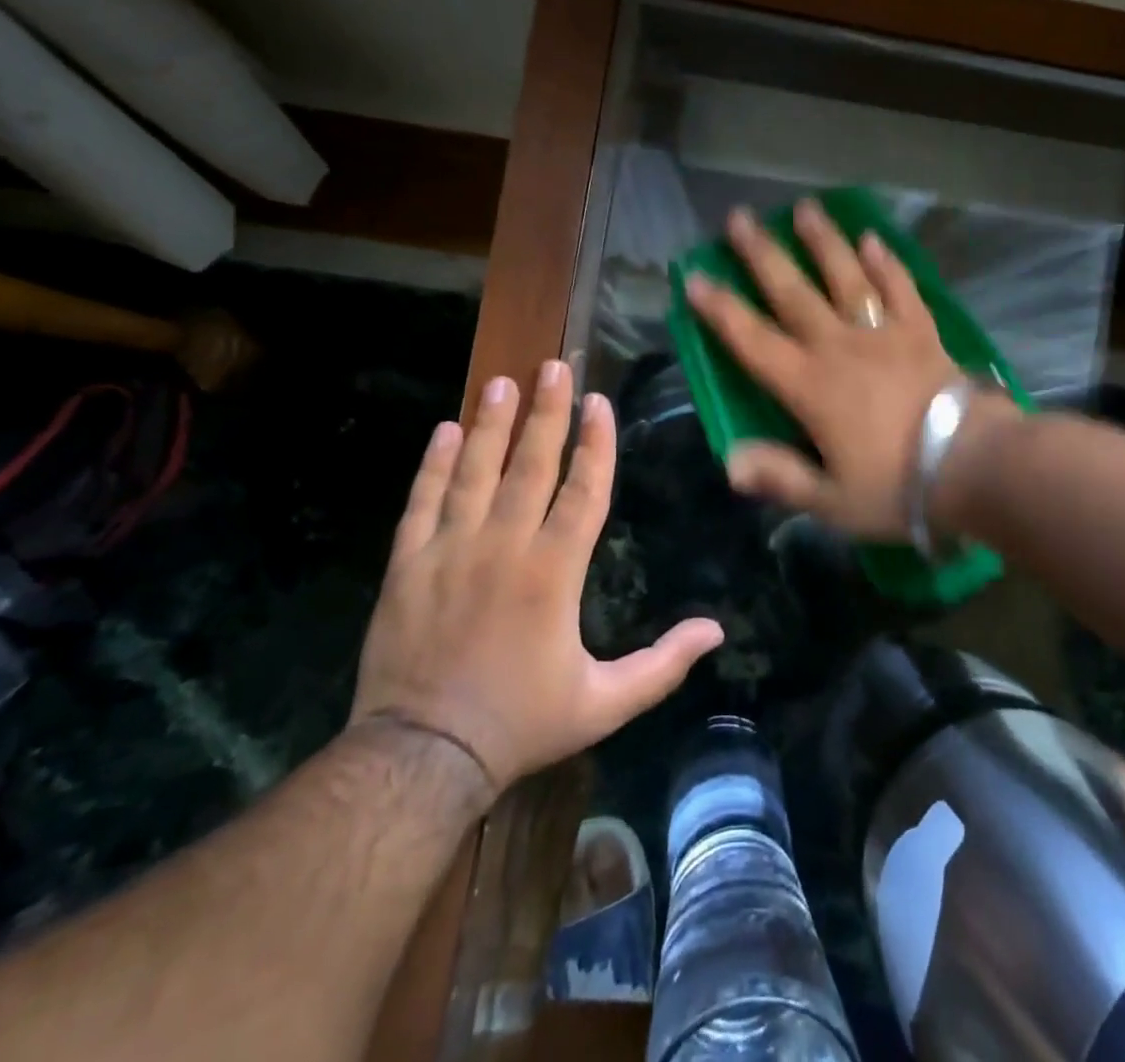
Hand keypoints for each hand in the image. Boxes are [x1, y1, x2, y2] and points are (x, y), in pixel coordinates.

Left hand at [350, 361, 723, 803]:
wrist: (421, 758)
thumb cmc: (521, 724)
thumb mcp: (604, 704)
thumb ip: (662, 665)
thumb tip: (717, 632)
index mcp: (554, 572)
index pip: (583, 490)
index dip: (596, 443)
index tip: (600, 401)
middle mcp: (504, 546)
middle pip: (530, 464)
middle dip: (546, 412)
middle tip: (554, 366)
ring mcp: (450, 551)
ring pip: (474, 471)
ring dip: (491, 424)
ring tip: (503, 382)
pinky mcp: (408, 565)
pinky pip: (422, 501)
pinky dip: (433, 465)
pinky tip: (444, 431)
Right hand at [682, 200, 967, 539]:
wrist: (973, 465)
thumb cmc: (898, 487)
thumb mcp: (832, 500)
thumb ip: (781, 477)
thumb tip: (730, 462)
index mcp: (811, 387)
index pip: (754, 342)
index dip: (721, 311)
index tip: (696, 277)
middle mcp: (840, 347)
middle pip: (794, 293)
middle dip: (763, 255)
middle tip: (741, 218)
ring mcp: (884, 334)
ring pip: (847, 277)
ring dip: (824, 242)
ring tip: (806, 208)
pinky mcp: (922, 332)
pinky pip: (901, 289)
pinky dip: (887, 263)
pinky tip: (874, 238)